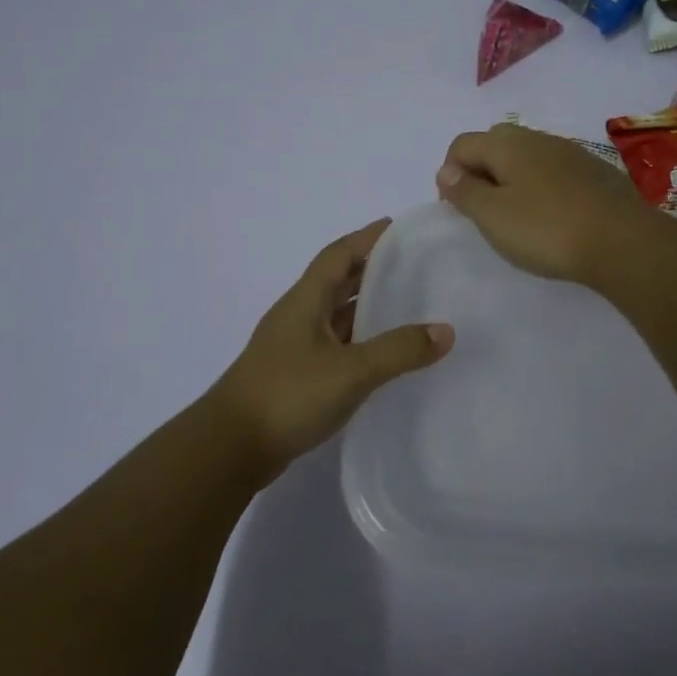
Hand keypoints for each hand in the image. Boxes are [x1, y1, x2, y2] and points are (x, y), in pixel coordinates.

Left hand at [209, 219, 452, 478]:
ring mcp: (294, 347)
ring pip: (336, 316)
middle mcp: (298, 316)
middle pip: (337, 281)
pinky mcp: (295, 376)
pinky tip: (383, 355)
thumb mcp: (350, 371)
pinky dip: (360, 342)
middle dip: (371, 269)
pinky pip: (335, 346)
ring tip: (407, 305)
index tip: (397, 226)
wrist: (230, 448)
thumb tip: (446, 330)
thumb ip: (398, 351)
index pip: (338, 254)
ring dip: (366, 307)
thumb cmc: (287, 395)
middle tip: (412, 265)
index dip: (366, 238)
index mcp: (305, 301)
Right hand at [435, 123, 658, 285]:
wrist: (624, 242)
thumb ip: (465, 191)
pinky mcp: (596, 172)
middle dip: (481, 170)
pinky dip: (542, 186)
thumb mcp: (493, 216)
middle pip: (496, 143)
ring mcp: (572, 153)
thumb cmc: (547, 230)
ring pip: (528, 156)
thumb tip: (446, 171)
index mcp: (508, 144)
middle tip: (482, 208)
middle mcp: (539, 139)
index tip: (456, 208)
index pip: (463, 143)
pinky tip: (552, 216)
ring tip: (516, 215)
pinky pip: (555, 171)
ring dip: (512, 178)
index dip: (450, 173)